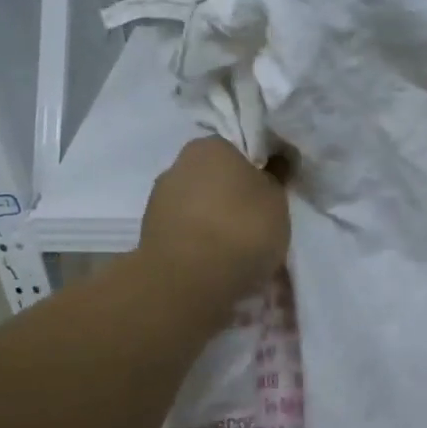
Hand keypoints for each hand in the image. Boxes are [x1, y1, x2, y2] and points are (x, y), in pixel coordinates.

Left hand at [138, 136, 290, 309]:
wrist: (188, 280)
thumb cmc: (241, 228)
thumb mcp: (277, 200)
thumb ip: (274, 180)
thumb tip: (271, 167)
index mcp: (210, 146)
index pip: (237, 151)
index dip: (256, 173)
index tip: (268, 197)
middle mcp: (178, 165)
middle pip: (214, 179)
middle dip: (231, 198)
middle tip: (255, 225)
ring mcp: (158, 201)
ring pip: (198, 208)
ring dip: (213, 223)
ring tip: (236, 253)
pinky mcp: (149, 235)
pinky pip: (185, 234)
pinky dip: (199, 245)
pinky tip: (216, 266)